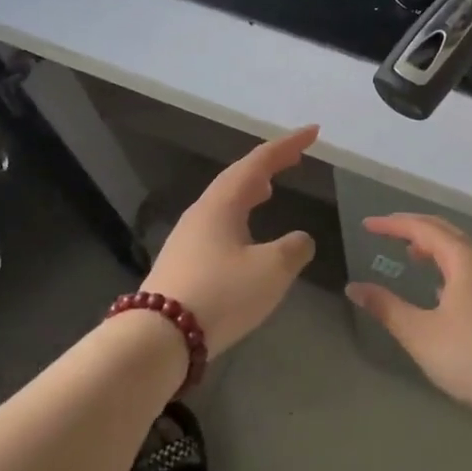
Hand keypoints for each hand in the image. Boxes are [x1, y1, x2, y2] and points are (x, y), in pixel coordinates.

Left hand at [139, 125, 319, 354]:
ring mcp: (188, 237)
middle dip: (268, 164)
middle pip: (237, 177)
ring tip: (269, 189)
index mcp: (222, 204)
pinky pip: (218, 224)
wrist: (159, 338)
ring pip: (225, 202)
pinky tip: (245, 235)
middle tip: (294, 158)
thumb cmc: (221, 295)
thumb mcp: (272, 270)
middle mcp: (202, 213)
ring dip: (250, 190)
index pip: (259, 162)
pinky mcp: (182, 263)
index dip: (287, 145)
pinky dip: (239, 216)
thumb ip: (294, 249)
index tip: (312, 132)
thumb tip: (300, 240)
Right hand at [346, 214, 471, 420]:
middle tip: (387, 232)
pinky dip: (453, 265)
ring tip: (413, 256)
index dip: (392, 224)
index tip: (367, 225)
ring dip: (436, 247)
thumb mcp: (420, 334)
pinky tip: (444, 290)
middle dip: (414, 228)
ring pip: (465, 250)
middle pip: (446, 231)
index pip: (422, 228)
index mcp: (465, 258)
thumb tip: (354, 288)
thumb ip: (386, 307)